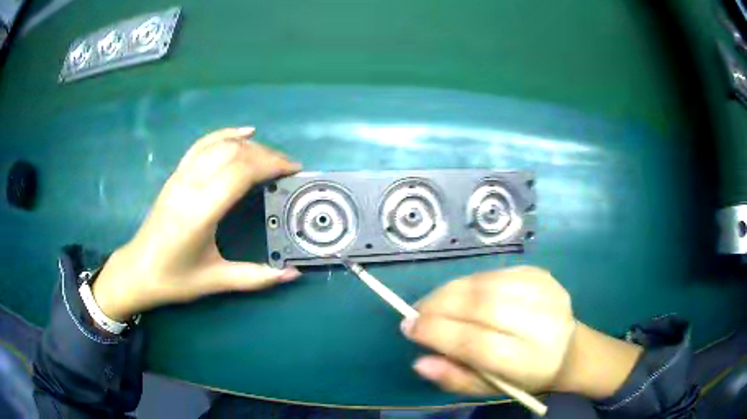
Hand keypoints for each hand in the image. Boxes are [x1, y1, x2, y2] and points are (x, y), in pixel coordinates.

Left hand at [92, 127, 301, 320]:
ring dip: (250, 145)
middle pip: (234, 152)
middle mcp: (190, 185)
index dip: (271, 164)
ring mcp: (181, 176)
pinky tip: (243, 132)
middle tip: (287, 167)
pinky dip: (225, 134)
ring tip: (270, 156)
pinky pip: (202, 145)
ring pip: (220, 144)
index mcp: (200, 211)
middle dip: (266, 154)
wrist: (138, 269)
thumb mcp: (215, 281)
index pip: (240, 171)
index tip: (293, 170)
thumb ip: (255, 277)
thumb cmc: (174, 278)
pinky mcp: (176, 175)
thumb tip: (291, 274)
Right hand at [401, 266, 641, 398]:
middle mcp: (539, 321)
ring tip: (433, 302)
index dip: (438, 333)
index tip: (409, 328)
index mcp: (527, 359)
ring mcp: (543, 292)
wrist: (569, 349)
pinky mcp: (541, 274)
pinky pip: (495, 273)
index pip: (476, 343)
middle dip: (439, 305)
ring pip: (486, 283)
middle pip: (481, 306)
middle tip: (416, 312)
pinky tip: (460, 294)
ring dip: (451, 290)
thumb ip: (455, 378)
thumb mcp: (491, 388)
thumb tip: (420, 361)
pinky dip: (470, 282)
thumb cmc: (526, 376)